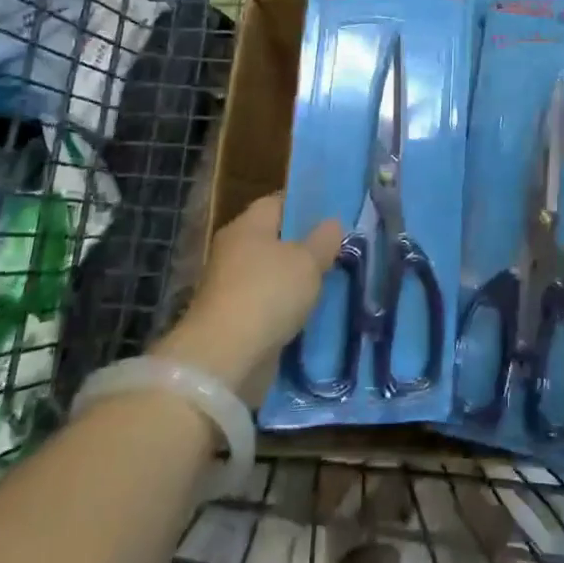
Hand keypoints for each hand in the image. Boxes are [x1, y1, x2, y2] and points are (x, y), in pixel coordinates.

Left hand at [162, 194, 343, 404]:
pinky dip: (286, 310)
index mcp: (247, 226)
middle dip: (304, 247)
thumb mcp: (308, 261)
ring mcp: (231, 288)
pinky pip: (268, 306)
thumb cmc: (268, 293)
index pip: (277, 203)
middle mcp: (235, 251)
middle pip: (274, 240)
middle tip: (338, 252)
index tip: (332, 216)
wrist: (225, 360)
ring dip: (296, 282)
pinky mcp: (234, 321)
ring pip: (273, 276)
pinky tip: (312, 314)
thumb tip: (332, 223)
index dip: (304, 206)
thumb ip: (324, 240)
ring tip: (332, 283)